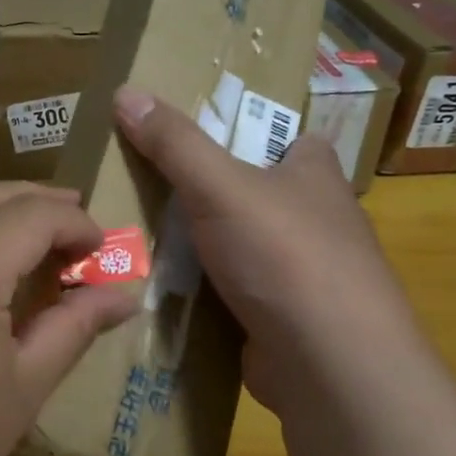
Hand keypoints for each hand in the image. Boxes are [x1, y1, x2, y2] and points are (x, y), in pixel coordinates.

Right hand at [112, 84, 425, 420]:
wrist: (329, 365)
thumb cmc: (285, 255)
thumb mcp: (220, 185)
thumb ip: (174, 143)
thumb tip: (126, 90)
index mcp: (315, 176)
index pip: (292, 141)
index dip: (255, 134)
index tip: (204, 135)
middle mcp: (316, 221)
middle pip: (256, 194)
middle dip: (209, 192)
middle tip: (147, 183)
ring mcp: (302, 275)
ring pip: (240, 246)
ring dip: (200, 245)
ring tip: (137, 233)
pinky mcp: (282, 319)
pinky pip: (232, 293)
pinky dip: (202, 291)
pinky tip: (160, 288)